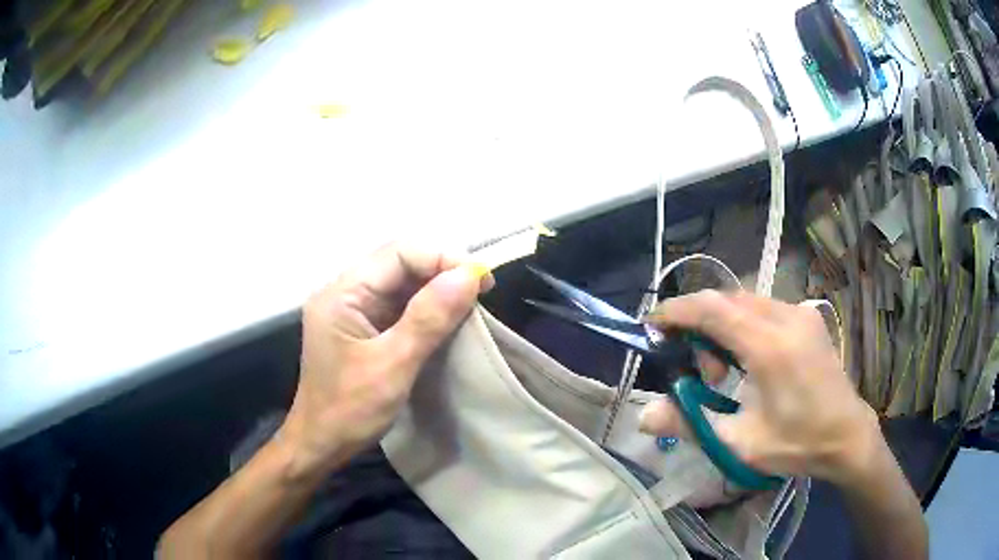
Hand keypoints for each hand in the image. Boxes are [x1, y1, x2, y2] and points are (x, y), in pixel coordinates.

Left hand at [278, 243, 490, 478]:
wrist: (321, 444)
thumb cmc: (349, 410)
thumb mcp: (392, 366)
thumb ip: (428, 319)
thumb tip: (468, 276)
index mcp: (342, 293)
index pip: (397, 253)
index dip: (441, 258)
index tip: (481, 280)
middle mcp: (346, 291)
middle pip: (400, 262)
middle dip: (442, 270)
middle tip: (482, 290)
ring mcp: (354, 309)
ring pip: (403, 282)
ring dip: (438, 288)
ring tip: (472, 302)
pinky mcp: (364, 326)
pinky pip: (400, 304)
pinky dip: (428, 307)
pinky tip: (450, 317)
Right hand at [639, 290, 879, 486]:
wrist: (848, 436)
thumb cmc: (797, 444)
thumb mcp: (740, 443)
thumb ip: (690, 424)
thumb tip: (642, 417)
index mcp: (770, 347)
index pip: (713, 309)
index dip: (678, 311)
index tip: (653, 323)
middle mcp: (786, 318)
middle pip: (727, 300)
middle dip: (700, 325)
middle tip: (697, 369)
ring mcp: (800, 313)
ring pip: (745, 301)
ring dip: (722, 325)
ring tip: (723, 370)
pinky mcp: (808, 318)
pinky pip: (764, 307)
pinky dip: (743, 324)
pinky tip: (749, 359)